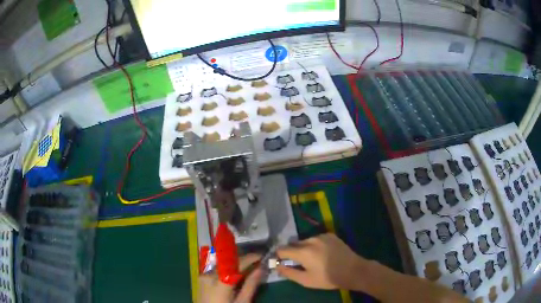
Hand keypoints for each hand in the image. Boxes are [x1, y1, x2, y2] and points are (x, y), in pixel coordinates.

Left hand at [199, 254, 263, 302]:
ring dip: (236, 264)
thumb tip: (261, 268)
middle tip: (258, 262)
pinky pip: (217, 269)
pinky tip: (236, 274)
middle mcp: (209, 275)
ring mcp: (203, 276)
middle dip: (244, 260)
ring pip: (223, 264)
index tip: (262, 256)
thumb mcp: (242, 302)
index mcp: (220, 282)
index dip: (250, 257)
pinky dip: (228, 269)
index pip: (236, 263)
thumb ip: (250, 285)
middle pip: (229, 262)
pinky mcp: (202, 279)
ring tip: (249, 268)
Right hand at [276, 233, 364, 289]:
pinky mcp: (331, 235)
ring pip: (305, 241)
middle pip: (294, 244)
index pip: (282, 249)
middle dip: (292, 252)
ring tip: (313, 259)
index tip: (281, 262)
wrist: (353, 270)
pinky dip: (315, 245)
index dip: (279, 256)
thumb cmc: (328, 278)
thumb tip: (277, 266)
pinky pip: (316, 239)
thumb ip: (289, 272)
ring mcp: (322, 236)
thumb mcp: (306, 280)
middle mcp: (310, 240)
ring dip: (304, 248)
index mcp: (303, 252)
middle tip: (299, 263)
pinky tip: (323, 254)